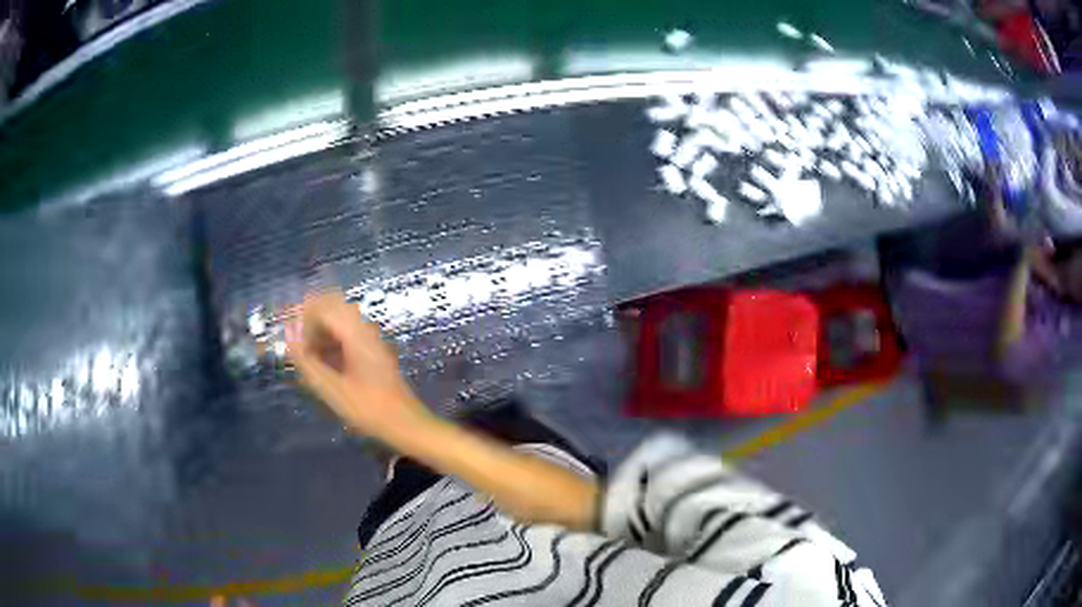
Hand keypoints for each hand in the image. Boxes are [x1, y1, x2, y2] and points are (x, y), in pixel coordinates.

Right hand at [285, 291, 429, 441]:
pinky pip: (348, 333)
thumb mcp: (332, 390)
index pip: (324, 306)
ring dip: (321, 332)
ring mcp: (372, 338)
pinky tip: (324, 365)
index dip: (302, 317)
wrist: (406, 424)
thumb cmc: (368, 409)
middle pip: (333, 307)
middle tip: (298, 347)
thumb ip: (307, 362)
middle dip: (311, 321)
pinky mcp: (374, 350)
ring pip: (340, 320)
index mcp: (356, 334)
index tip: (290, 337)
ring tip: (309, 358)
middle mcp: (366, 329)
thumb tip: (289, 338)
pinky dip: (332, 341)